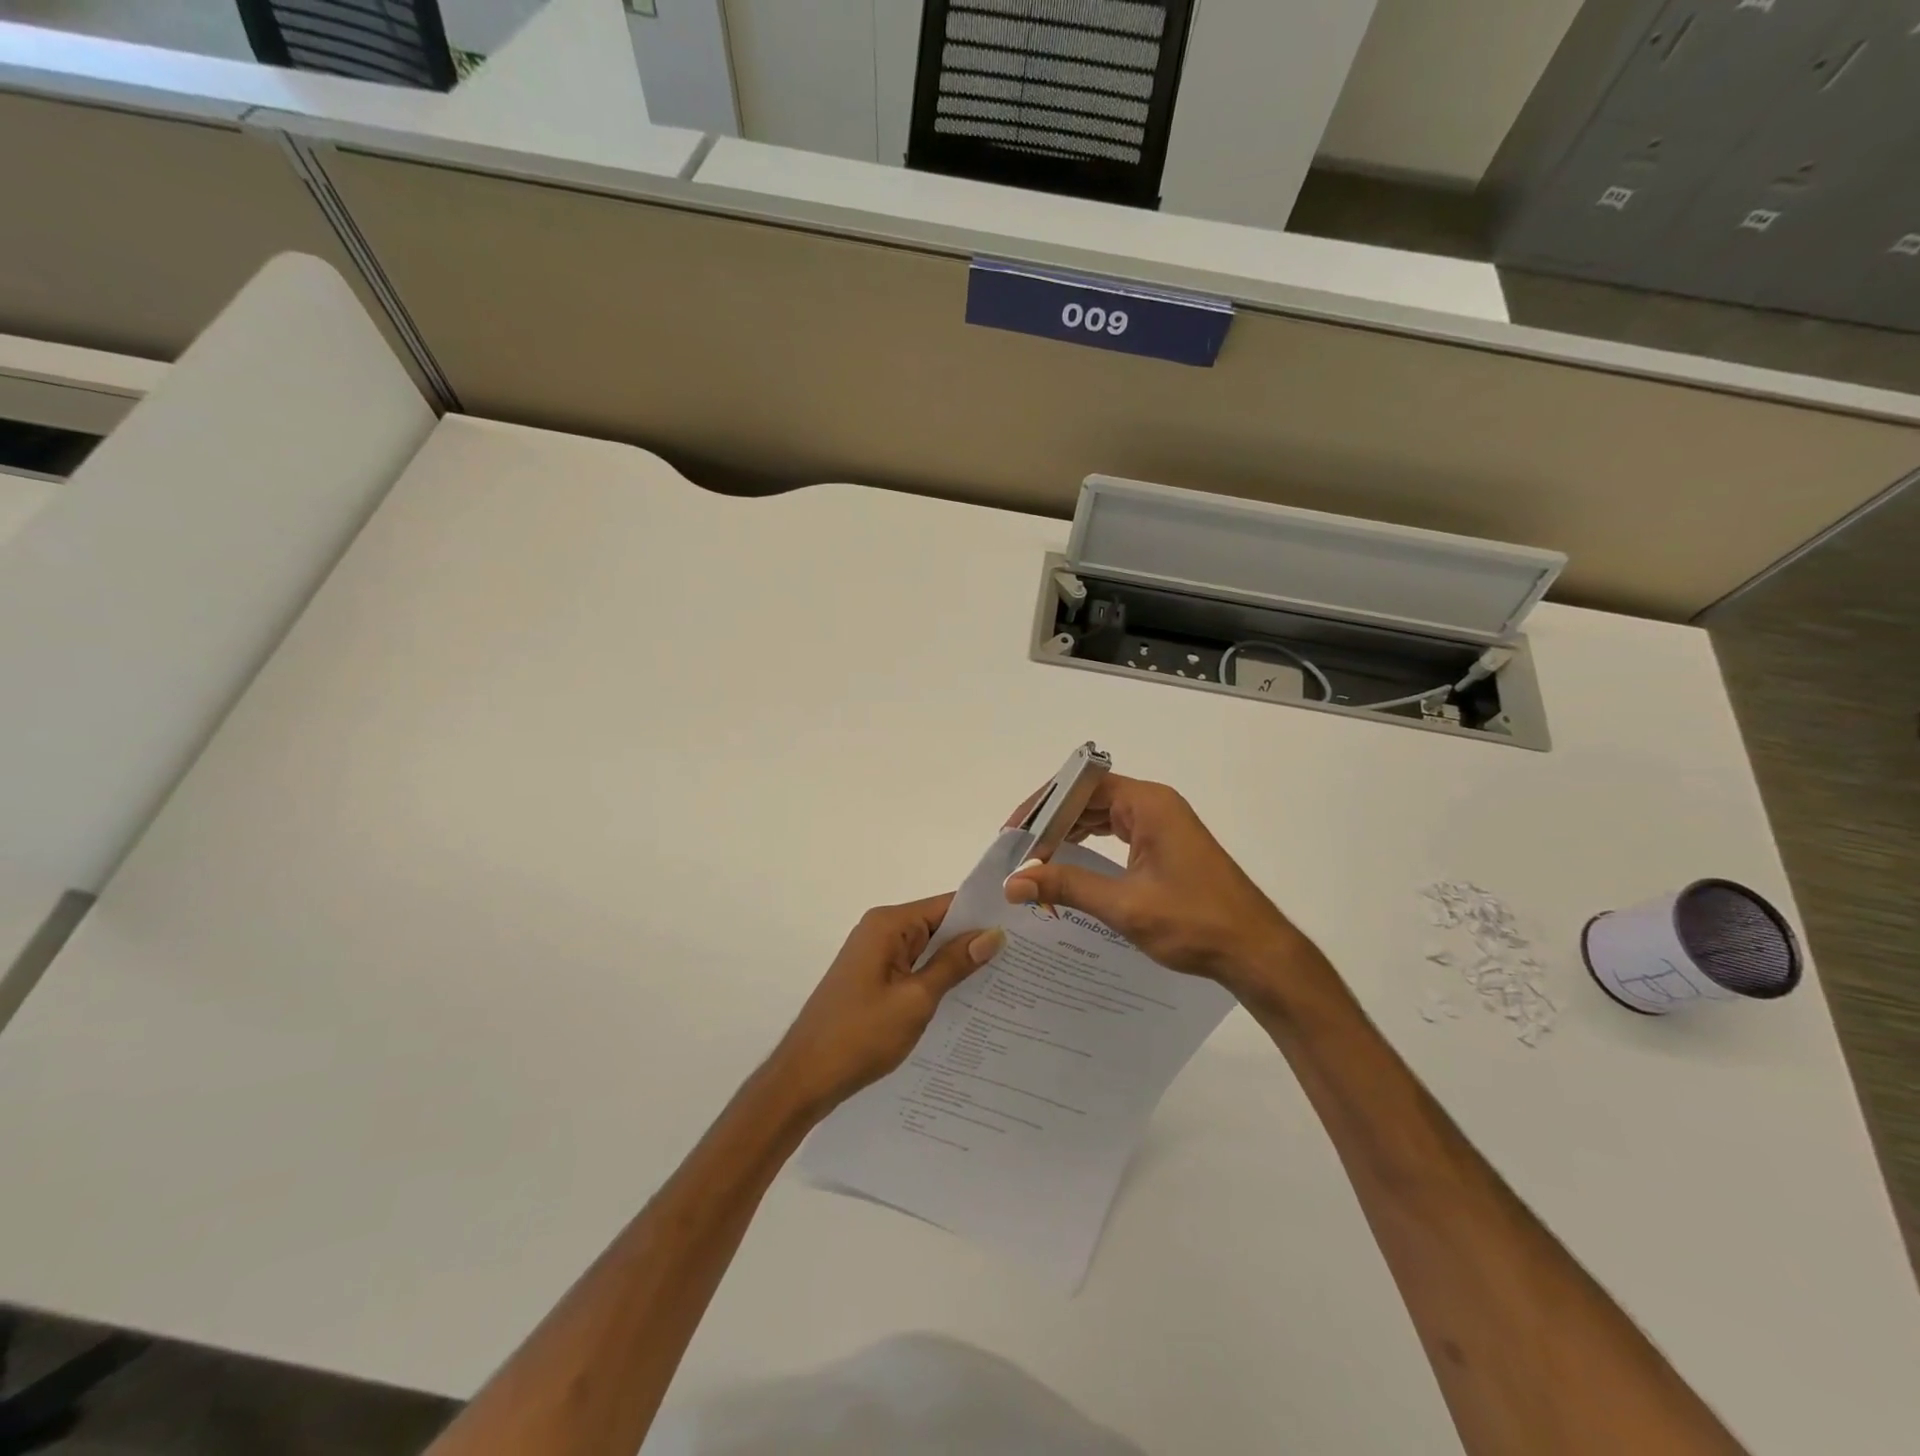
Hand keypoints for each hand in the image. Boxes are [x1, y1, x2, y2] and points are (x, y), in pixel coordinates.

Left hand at [768, 896, 1003, 1114]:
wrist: (804, 1079)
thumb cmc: (860, 1035)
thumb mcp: (916, 1000)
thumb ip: (954, 965)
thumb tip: (993, 934)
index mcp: (888, 925)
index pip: (947, 905)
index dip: (983, 915)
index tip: (1023, 925)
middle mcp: (880, 931)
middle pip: (938, 925)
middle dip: (974, 941)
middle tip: (1023, 956)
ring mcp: (875, 956)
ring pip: (928, 950)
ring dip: (958, 963)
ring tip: (1007, 977)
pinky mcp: (873, 980)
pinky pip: (914, 969)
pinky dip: (937, 980)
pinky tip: (968, 999)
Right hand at [1002, 775, 1317, 998]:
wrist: (1256, 952)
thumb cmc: (1195, 922)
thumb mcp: (1124, 905)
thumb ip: (1067, 887)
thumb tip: (1014, 882)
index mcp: (1148, 804)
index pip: (1082, 785)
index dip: (1044, 804)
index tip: (1015, 830)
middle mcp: (1155, 806)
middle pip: (1090, 798)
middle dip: (1052, 821)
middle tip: (1018, 848)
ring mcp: (1163, 826)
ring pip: (1103, 816)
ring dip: (1069, 833)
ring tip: (1034, 858)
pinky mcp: (1166, 847)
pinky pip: (1117, 834)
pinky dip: (1090, 846)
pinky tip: (1068, 865)